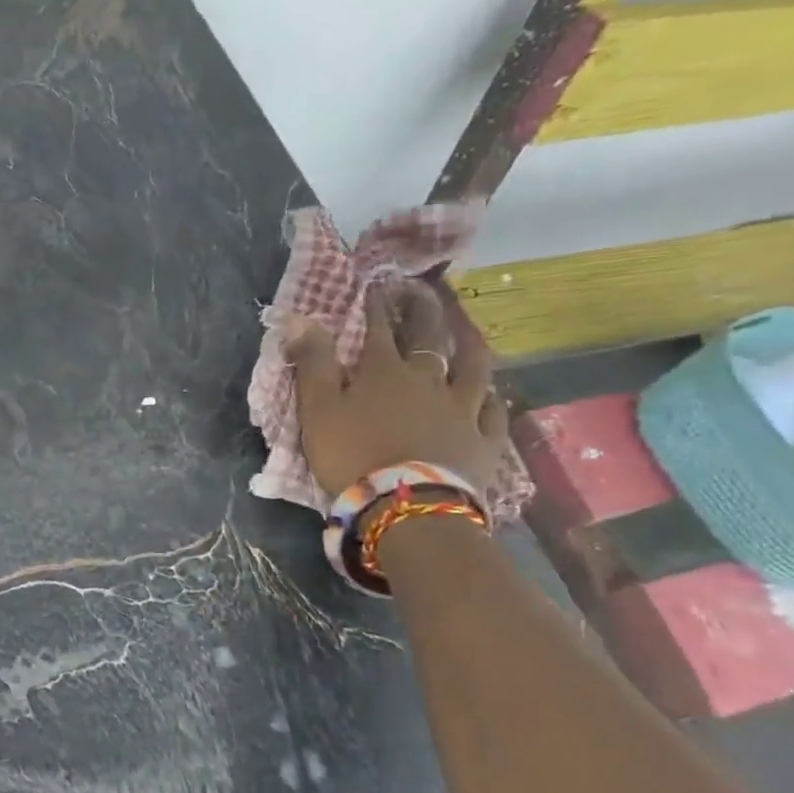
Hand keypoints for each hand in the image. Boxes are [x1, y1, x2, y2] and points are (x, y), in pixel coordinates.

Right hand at [286, 281, 506, 497]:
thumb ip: (312, 363)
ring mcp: (462, 408)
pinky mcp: (484, 440)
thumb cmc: (353, 456)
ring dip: (469, 342)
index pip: (379, 328)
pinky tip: (492, 394)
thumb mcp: (318, 409)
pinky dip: (492, 398)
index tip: (376, 285)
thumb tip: (300, 319)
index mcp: (383, 371)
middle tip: (422, 290)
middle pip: (429, 337)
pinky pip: (494, 412)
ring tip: (466, 328)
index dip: (376, 305)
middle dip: (423, 310)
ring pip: (473, 366)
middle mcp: (428, 380)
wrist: (408, 507)